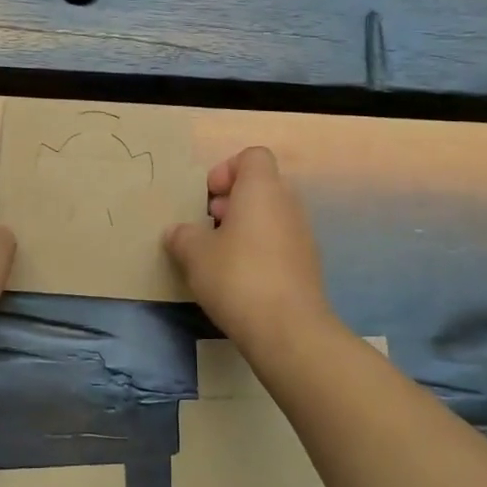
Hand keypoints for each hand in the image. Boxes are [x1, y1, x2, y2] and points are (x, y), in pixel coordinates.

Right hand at [164, 146, 332, 348]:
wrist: (288, 330)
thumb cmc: (237, 277)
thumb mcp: (194, 253)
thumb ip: (182, 235)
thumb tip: (178, 232)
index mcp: (262, 189)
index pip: (252, 156)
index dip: (227, 169)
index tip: (208, 197)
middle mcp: (288, 204)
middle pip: (260, 186)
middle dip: (231, 201)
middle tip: (208, 226)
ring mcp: (303, 235)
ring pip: (270, 216)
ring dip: (244, 227)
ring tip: (219, 256)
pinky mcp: (307, 266)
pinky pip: (279, 243)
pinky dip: (260, 251)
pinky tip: (239, 280)